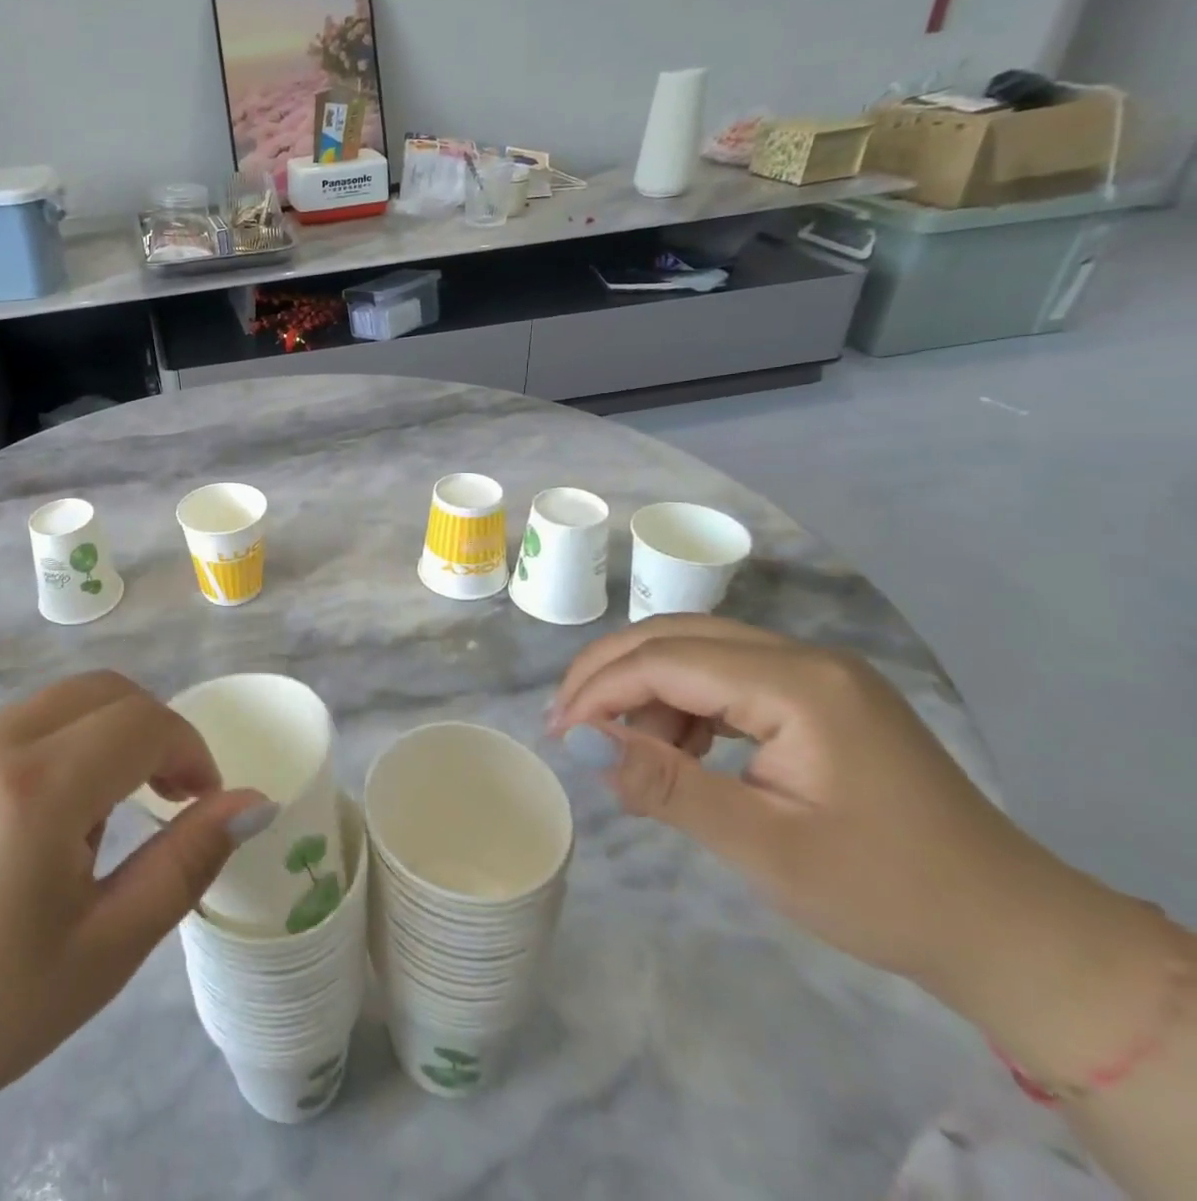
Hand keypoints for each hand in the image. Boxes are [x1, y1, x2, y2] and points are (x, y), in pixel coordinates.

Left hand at [0, 671, 269, 1157]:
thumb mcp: (105, 950)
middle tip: (163, 796)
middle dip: (150, 731)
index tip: (199, 799)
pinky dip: (46, 751)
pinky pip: (8, 726)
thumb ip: (186, 861)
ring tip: (84, 831)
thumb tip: (253, 803)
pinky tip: (22, 827)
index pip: (142, 722)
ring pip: (55, 705)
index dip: (188, 749)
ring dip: (97, 742)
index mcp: (32, 791)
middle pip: (102, 691)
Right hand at [548, 616, 1048, 991]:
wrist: (1013, 936)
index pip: (667, 661)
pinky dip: (683, 705)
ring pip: (695, 651)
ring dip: (645, 691)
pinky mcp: (818, 696)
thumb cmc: (886, 895)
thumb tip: (581, 741)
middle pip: (675, 636)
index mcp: (798, 686)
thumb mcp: (764, 847)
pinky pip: (725, 676)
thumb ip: (666, 784)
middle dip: (610, 673)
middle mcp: (804, 658)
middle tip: (568, 722)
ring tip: (626, 753)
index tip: (559, 733)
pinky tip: (676, 751)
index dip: (601, 689)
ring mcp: (815, 672)